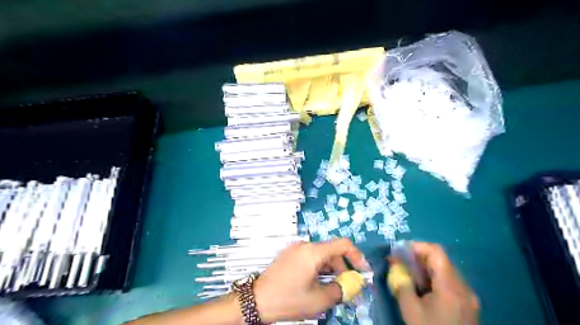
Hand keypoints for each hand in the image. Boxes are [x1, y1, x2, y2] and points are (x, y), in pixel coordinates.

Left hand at [253, 239, 368, 322]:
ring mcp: (295, 249)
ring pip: (321, 256)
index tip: (363, 271)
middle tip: (347, 287)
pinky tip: (318, 284)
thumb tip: (353, 284)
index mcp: (313, 251)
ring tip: (332, 289)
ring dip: (330, 270)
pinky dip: (319, 269)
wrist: (257, 300)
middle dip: (343, 268)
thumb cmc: (289, 299)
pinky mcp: (289, 255)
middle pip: (332, 252)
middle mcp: (305, 245)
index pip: (343, 244)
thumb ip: (341, 289)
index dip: (357, 256)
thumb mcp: (319, 299)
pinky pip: (310, 258)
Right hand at [394, 242, 480, 324]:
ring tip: (407, 274)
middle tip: (400, 262)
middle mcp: (463, 286)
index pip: (436, 252)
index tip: (399, 251)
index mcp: (450, 286)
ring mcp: (467, 295)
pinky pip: (448, 281)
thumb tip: (394, 264)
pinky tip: (421, 288)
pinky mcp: (466, 303)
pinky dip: (432, 278)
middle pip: (440, 259)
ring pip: (444, 270)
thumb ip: (401, 282)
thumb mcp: (410, 309)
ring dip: (424, 267)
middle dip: (417, 257)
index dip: (416, 246)